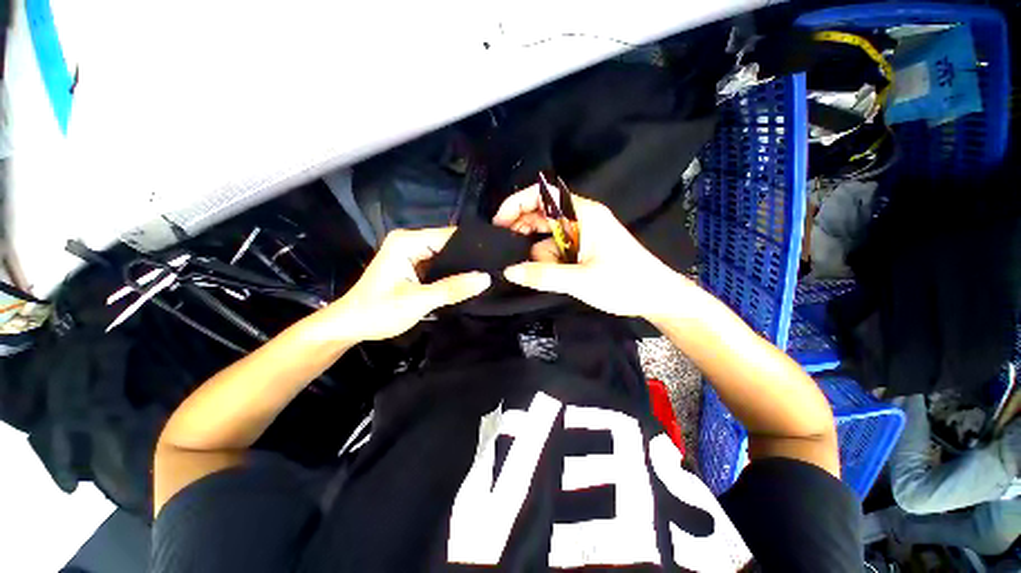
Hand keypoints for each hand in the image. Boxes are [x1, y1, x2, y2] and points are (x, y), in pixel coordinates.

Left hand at [319, 228, 490, 341]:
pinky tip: (468, 281)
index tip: (497, 257)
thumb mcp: (418, 301)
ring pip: (446, 256)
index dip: (473, 246)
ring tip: (487, 274)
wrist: (349, 326)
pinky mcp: (413, 266)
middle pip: (449, 244)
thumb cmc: (378, 312)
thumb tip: (485, 278)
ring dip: (461, 267)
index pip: (449, 236)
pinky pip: (439, 265)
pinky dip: (451, 274)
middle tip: (495, 269)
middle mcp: (410, 241)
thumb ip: (452, 289)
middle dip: (469, 258)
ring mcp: (411, 253)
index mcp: (408, 242)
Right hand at [494, 185, 692, 318]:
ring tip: (531, 272)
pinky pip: (556, 250)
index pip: (543, 194)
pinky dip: (547, 260)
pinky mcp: (582, 250)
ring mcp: (581, 235)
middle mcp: (580, 219)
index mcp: (583, 214)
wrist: (656, 296)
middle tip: (504, 250)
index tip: (499, 223)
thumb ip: (542, 275)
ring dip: (536, 252)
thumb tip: (509, 271)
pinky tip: (545, 275)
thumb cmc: (624, 283)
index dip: (517, 203)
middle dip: (521, 230)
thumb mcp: (580, 280)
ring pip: (546, 236)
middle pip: (541, 214)